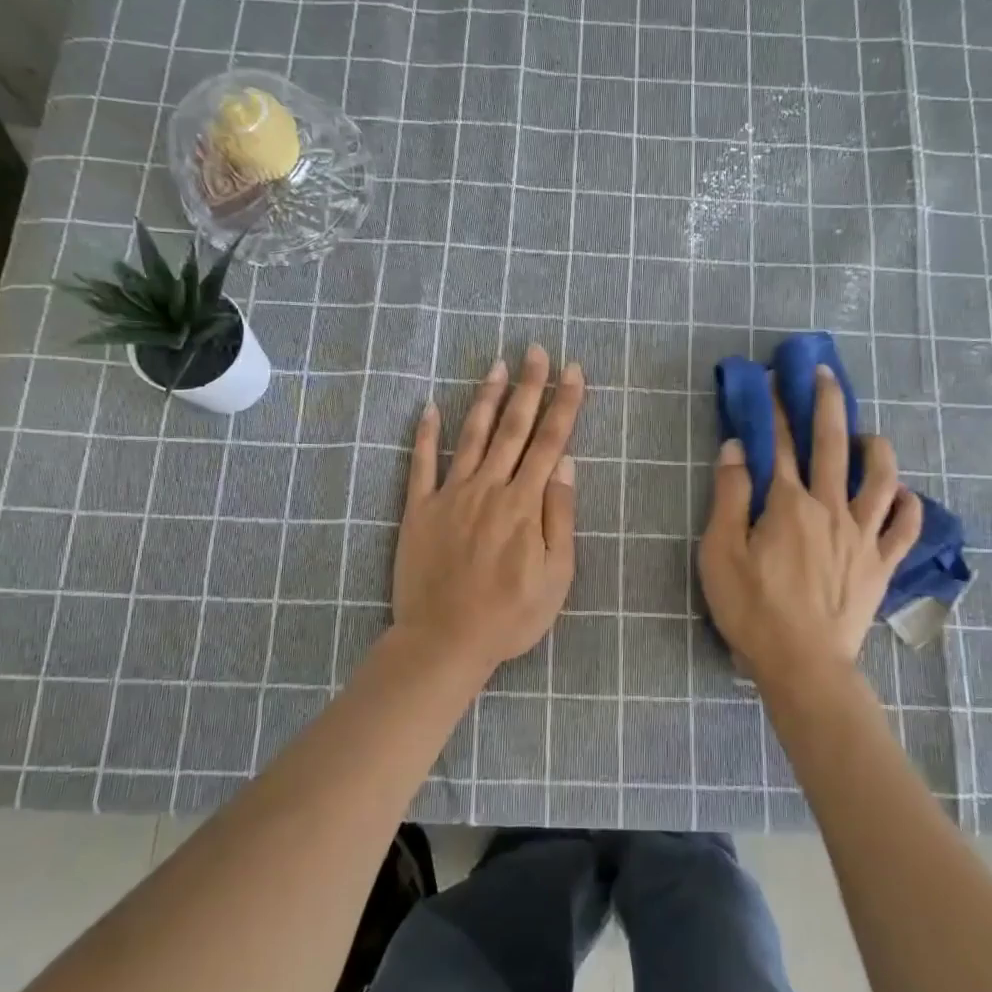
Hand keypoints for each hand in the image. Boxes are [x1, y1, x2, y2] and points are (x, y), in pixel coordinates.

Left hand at [392, 344, 583, 677]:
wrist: (443, 641)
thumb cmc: (509, 616)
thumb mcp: (555, 577)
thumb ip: (559, 517)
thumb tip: (565, 466)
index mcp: (524, 504)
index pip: (550, 442)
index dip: (564, 404)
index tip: (573, 370)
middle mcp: (488, 488)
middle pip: (513, 428)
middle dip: (529, 386)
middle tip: (536, 350)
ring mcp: (449, 496)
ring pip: (472, 436)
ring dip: (486, 398)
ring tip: (496, 365)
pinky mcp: (418, 510)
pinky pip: (420, 464)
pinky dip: (424, 434)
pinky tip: (428, 407)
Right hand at [698, 364, 923, 685]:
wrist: (803, 665)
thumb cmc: (752, 609)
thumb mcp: (721, 552)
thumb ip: (729, 497)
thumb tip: (735, 448)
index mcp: (789, 504)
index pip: (778, 445)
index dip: (774, 410)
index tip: (772, 381)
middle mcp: (831, 508)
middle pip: (833, 446)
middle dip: (827, 404)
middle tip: (825, 374)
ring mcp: (863, 536)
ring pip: (882, 479)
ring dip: (877, 449)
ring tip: (869, 435)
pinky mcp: (881, 565)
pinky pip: (906, 528)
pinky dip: (910, 506)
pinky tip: (906, 496)